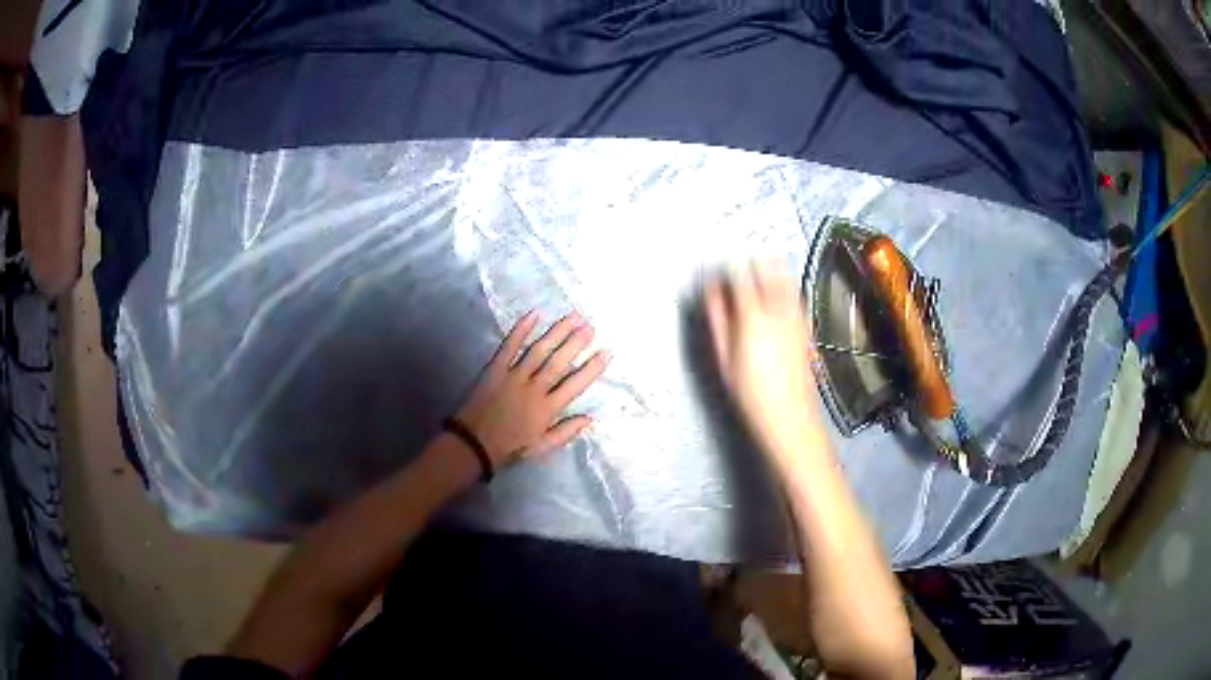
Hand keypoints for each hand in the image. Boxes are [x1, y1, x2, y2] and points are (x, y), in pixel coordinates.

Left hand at [455, 312, 610, 469]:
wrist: (473, 444)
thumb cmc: (510, 448)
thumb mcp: (542, 447)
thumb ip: (566, 432)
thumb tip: (590, 418)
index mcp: (547, 409)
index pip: (575, 384)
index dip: (592, 368)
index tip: (607, 352)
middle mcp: (534, 389)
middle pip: (559, 361)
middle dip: (576, 342)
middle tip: (591, 325)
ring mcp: (514, 376)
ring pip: (539, 350)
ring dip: (557, 332)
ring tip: (573, 316)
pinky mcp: (495, 369)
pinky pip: (509, 346)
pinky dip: (521, 329)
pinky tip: (534, 314)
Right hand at [704, 263, 823, 451]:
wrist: (788, 415)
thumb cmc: (752, 394)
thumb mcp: (724, 358)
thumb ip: (718, 321)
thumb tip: (713, 295)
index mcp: (753, 318)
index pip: (741, 277)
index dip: (729, 268)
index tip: (721, 269)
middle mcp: (779, 312)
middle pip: (768, 271)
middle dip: (754, 262)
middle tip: (742, 264)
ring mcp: (797, 317)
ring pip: (786, 279)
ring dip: (772, 270)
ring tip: (760, 271)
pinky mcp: (807, 326)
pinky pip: (796, 295)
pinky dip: (785, 286)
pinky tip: (777, 294)